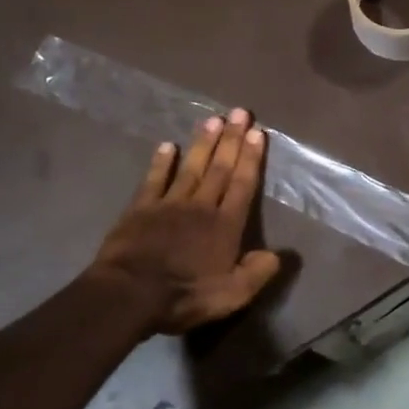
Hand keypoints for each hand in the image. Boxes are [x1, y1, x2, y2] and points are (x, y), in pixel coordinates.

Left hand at [85, 108, 281, 335]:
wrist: (128, 295)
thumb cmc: (184, 296)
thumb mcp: (232, 295)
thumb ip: (257, 272)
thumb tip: (279, 254)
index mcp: (225, 225)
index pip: (243, 185)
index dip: (251, 158)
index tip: (258, 132)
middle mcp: (201, 206)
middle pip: (220, 168)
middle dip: (232, 139)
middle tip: (240, 112)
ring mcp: (169, 204)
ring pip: (191, 167)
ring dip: (203, 143)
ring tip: (213, 119)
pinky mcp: (140, 209)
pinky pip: (154, 180)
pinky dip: (161, 162)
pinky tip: (167, 146)